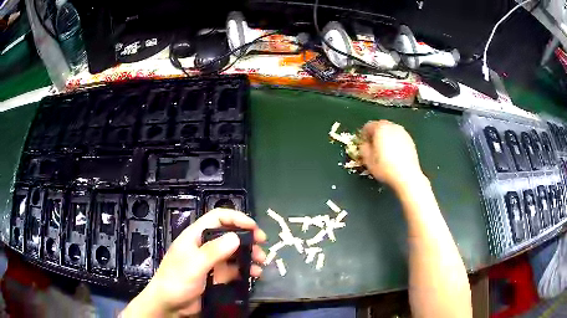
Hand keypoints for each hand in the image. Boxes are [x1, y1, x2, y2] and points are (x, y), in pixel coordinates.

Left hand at [121, 208, 266, 316]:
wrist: (170, 305)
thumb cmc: (176, 281)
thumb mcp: (194, 265)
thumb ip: (214, 252)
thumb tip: (236, 237)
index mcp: (195, 236)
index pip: (217, 218)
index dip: (236, 218)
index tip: (253, 227)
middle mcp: (205, 246)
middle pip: (229, 234)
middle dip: (247, 238)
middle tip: (262, 245)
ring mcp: (211, 262)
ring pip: (234, 253)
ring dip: (249, 255)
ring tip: (261, 263)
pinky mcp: (217, 276)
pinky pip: (234, 269)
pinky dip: (246, 270)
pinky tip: (254, 274)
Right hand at [360, 120, 424, 190]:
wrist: (407, 176)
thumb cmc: (385, 168)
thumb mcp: (368, 160)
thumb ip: (363, 148)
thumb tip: (365, 144)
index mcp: (380, 128)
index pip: (368, 126)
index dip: (364, 135)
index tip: (363, 145)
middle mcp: (392, 126)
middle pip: (380, 126)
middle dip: (375, 135)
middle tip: (373, 147)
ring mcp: (403, 132)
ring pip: (391, 131)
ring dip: (386, 138)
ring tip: (384, 151)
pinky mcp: (410, 140)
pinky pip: (398, 137)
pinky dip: (395, 142)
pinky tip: (394, 154)